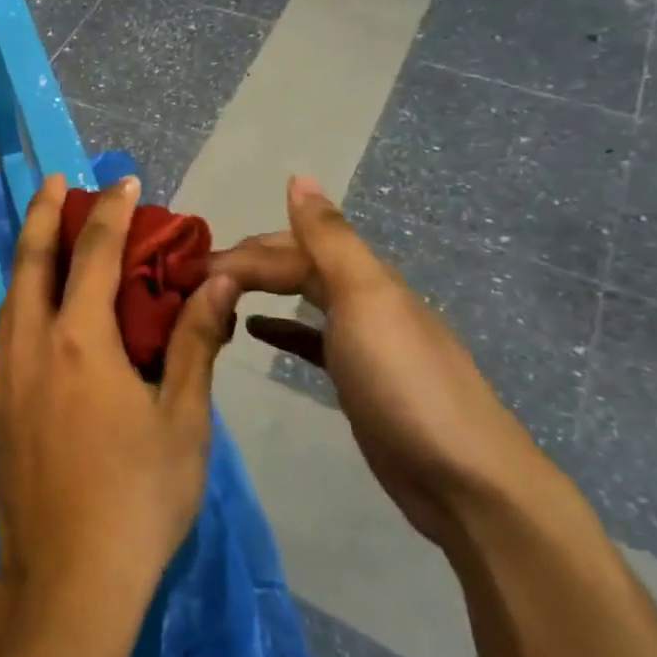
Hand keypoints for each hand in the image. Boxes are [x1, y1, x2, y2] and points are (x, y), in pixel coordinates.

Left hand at [0, 175, 238, 613]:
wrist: (66, 578)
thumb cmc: (138, 498)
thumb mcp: (183, 420)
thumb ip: (196, 343)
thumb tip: (217, 281)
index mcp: (80, 340)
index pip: (94, 253)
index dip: (111, 212)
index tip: (122, 181)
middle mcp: (32, 344)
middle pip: (31, 260)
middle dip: (42, 214)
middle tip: (53, 181)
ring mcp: (6, 375)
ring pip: (11, 294)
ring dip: (27, 255)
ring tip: (43, 233)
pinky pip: (7, 329)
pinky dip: (22, 297)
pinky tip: (36, 307)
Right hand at [209, 176, 552, 548]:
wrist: (464, 481)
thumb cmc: (404, 382)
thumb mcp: (364, 299)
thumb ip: (329, 239)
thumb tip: (299, 176)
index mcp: (365, 277)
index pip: (291, 249)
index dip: (243, 255)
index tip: (192, 273)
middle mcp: (364, 300)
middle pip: (297, 267)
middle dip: (247, 266)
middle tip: (193, 281)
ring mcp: (363, 342)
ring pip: (302, 299)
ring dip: (260, 291)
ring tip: (214, 297)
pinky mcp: (358, 381)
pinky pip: (310, 340)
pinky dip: (281, 329)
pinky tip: (254, 332)